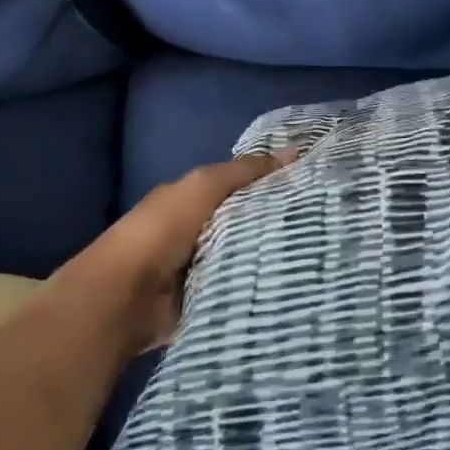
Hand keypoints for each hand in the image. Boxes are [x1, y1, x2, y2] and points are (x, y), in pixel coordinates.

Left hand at [66, 150, 300, 354]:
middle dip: (277, 220)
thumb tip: (295, 151)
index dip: (272, 181)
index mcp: (192, 198)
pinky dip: (258, 285)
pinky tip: (292, 282)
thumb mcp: (204, 186)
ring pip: (246, 254)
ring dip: (270, 255)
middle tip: (323, 221)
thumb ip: (245, 170)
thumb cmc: (163, 230)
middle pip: (246, 220)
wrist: (126, 296)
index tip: (314, 184)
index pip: (241, 185)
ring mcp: (201, 266)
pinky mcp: (206, 298)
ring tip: (317, 253)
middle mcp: (196, 230)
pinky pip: (240, 286)